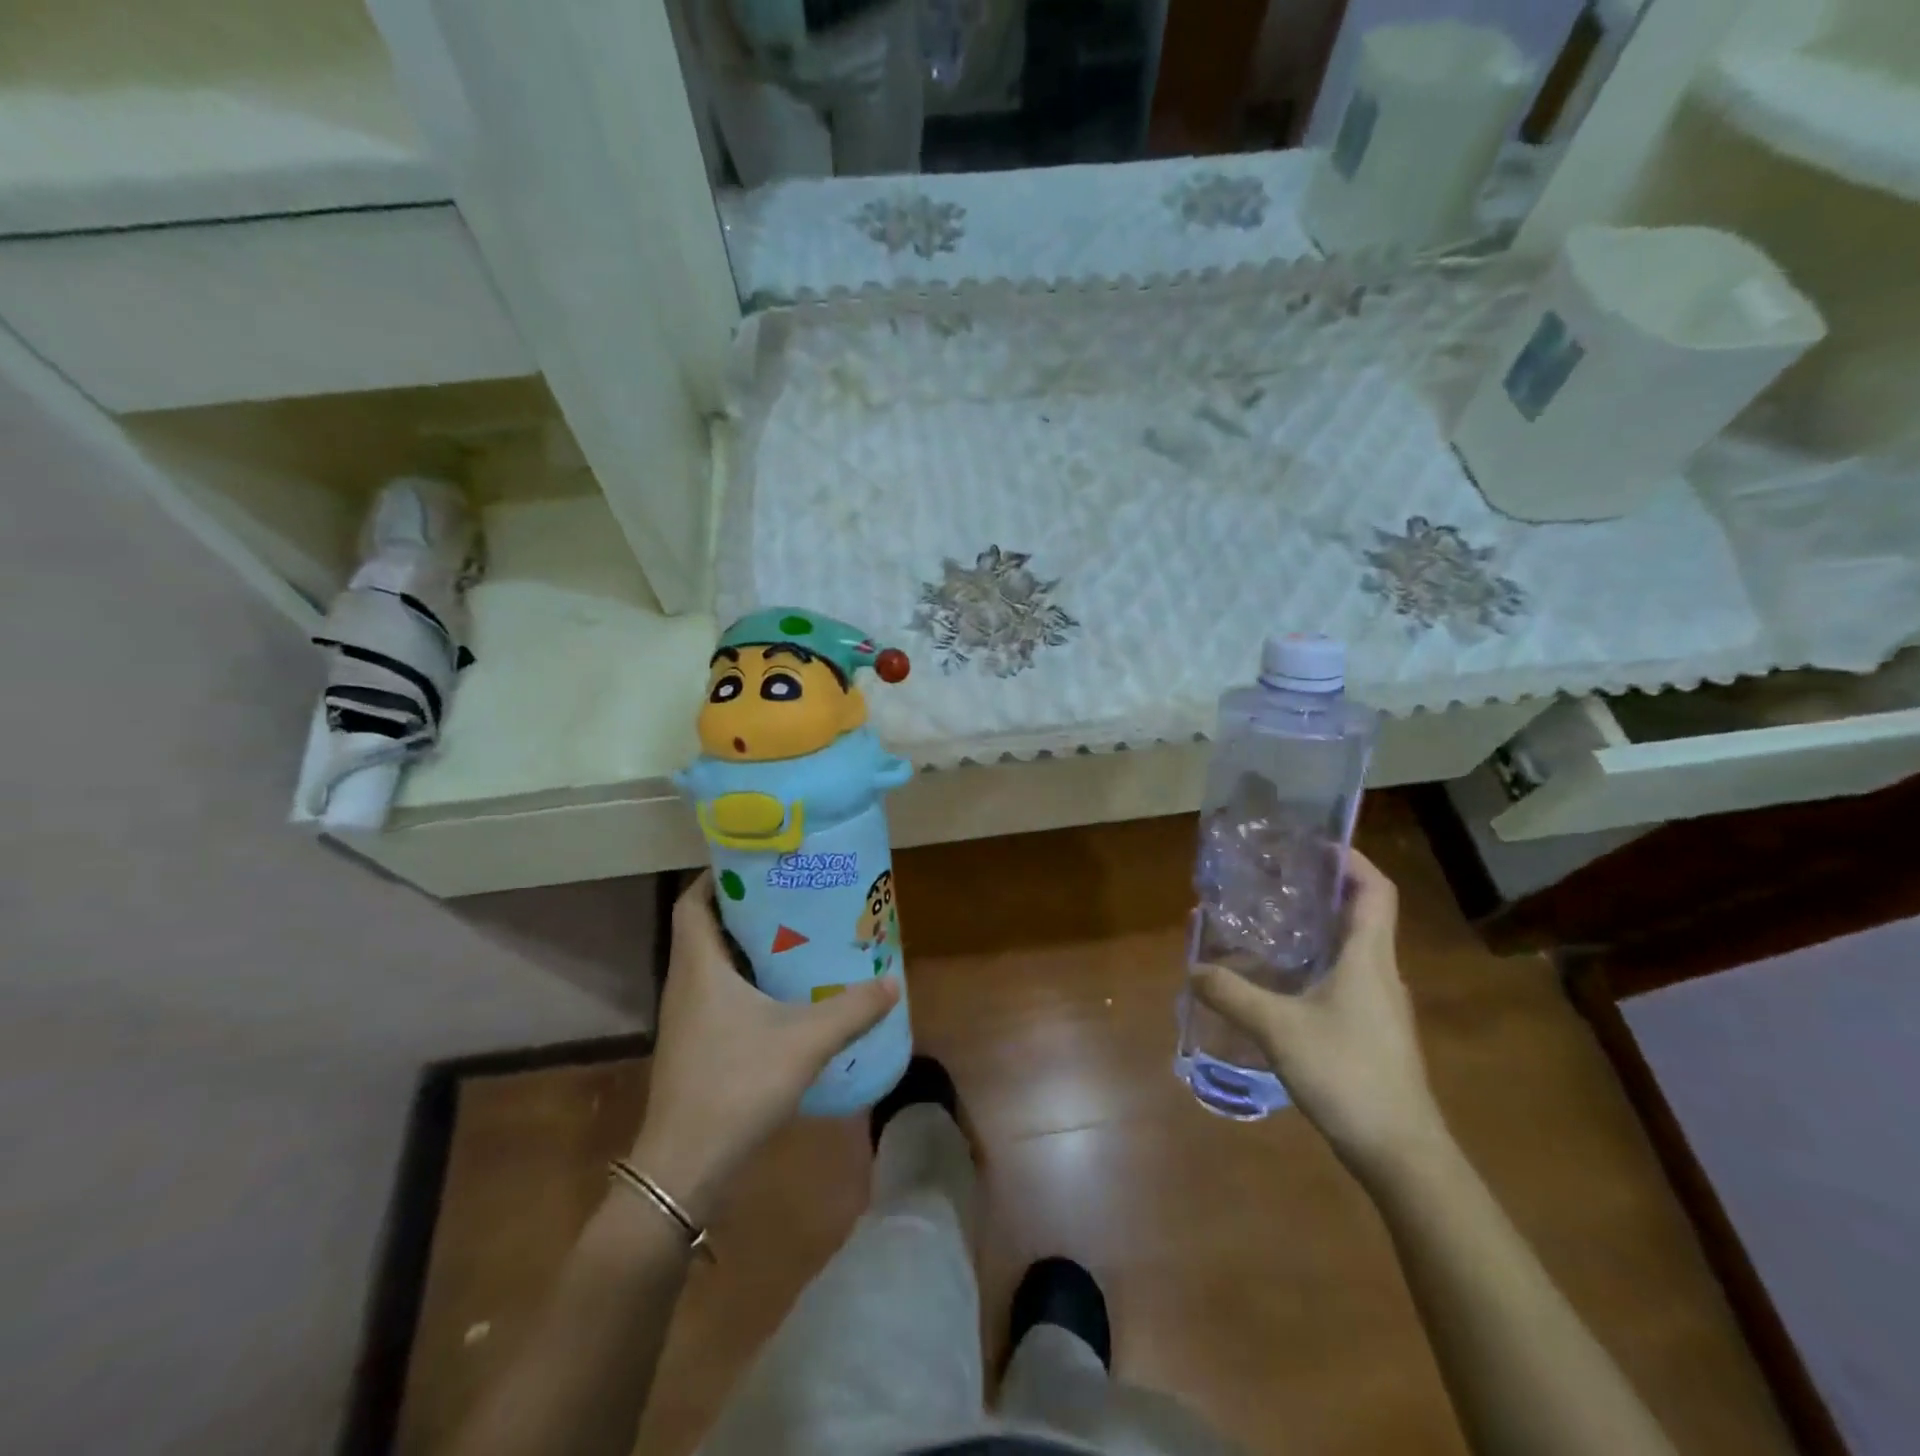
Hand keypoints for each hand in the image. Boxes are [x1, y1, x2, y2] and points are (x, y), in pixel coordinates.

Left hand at [630, 873, 897, 1219]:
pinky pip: (719, 991)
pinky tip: (785, 991)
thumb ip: (852, 1010)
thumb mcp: (805, 1041)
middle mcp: (686, 983)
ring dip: (748, 943)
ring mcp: (688, 1016)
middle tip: (793, 894)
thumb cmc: (736, 1085)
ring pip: (714, 961)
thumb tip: (892, 981)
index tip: (760, 863)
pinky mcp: (696, 1042)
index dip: (718, 875)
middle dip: (746, 906)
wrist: (685, 1166)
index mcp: (700, 966)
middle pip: (707, 926)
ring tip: (796, 933)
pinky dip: (747, 978)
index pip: (692, 901)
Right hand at [1191, 849, 1446, 1180]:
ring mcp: (1379, 1003)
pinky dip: (1314, 962)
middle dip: (1321, 888)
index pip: (1375, 890)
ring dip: (1316, 926)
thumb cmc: (1348, 1074)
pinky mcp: (1371, 1029)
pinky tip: (1279, 978)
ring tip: (1268, 919)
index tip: (1311, 843)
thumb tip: (1192, 968)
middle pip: (1360, 913)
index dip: (1350, 859)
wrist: (1401, 1153)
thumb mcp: (1279, 1029)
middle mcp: (1380, 972)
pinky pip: (1343, 976)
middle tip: (1274, 876)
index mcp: (1368, 957)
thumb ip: (1232, 995)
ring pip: (1350, 947)